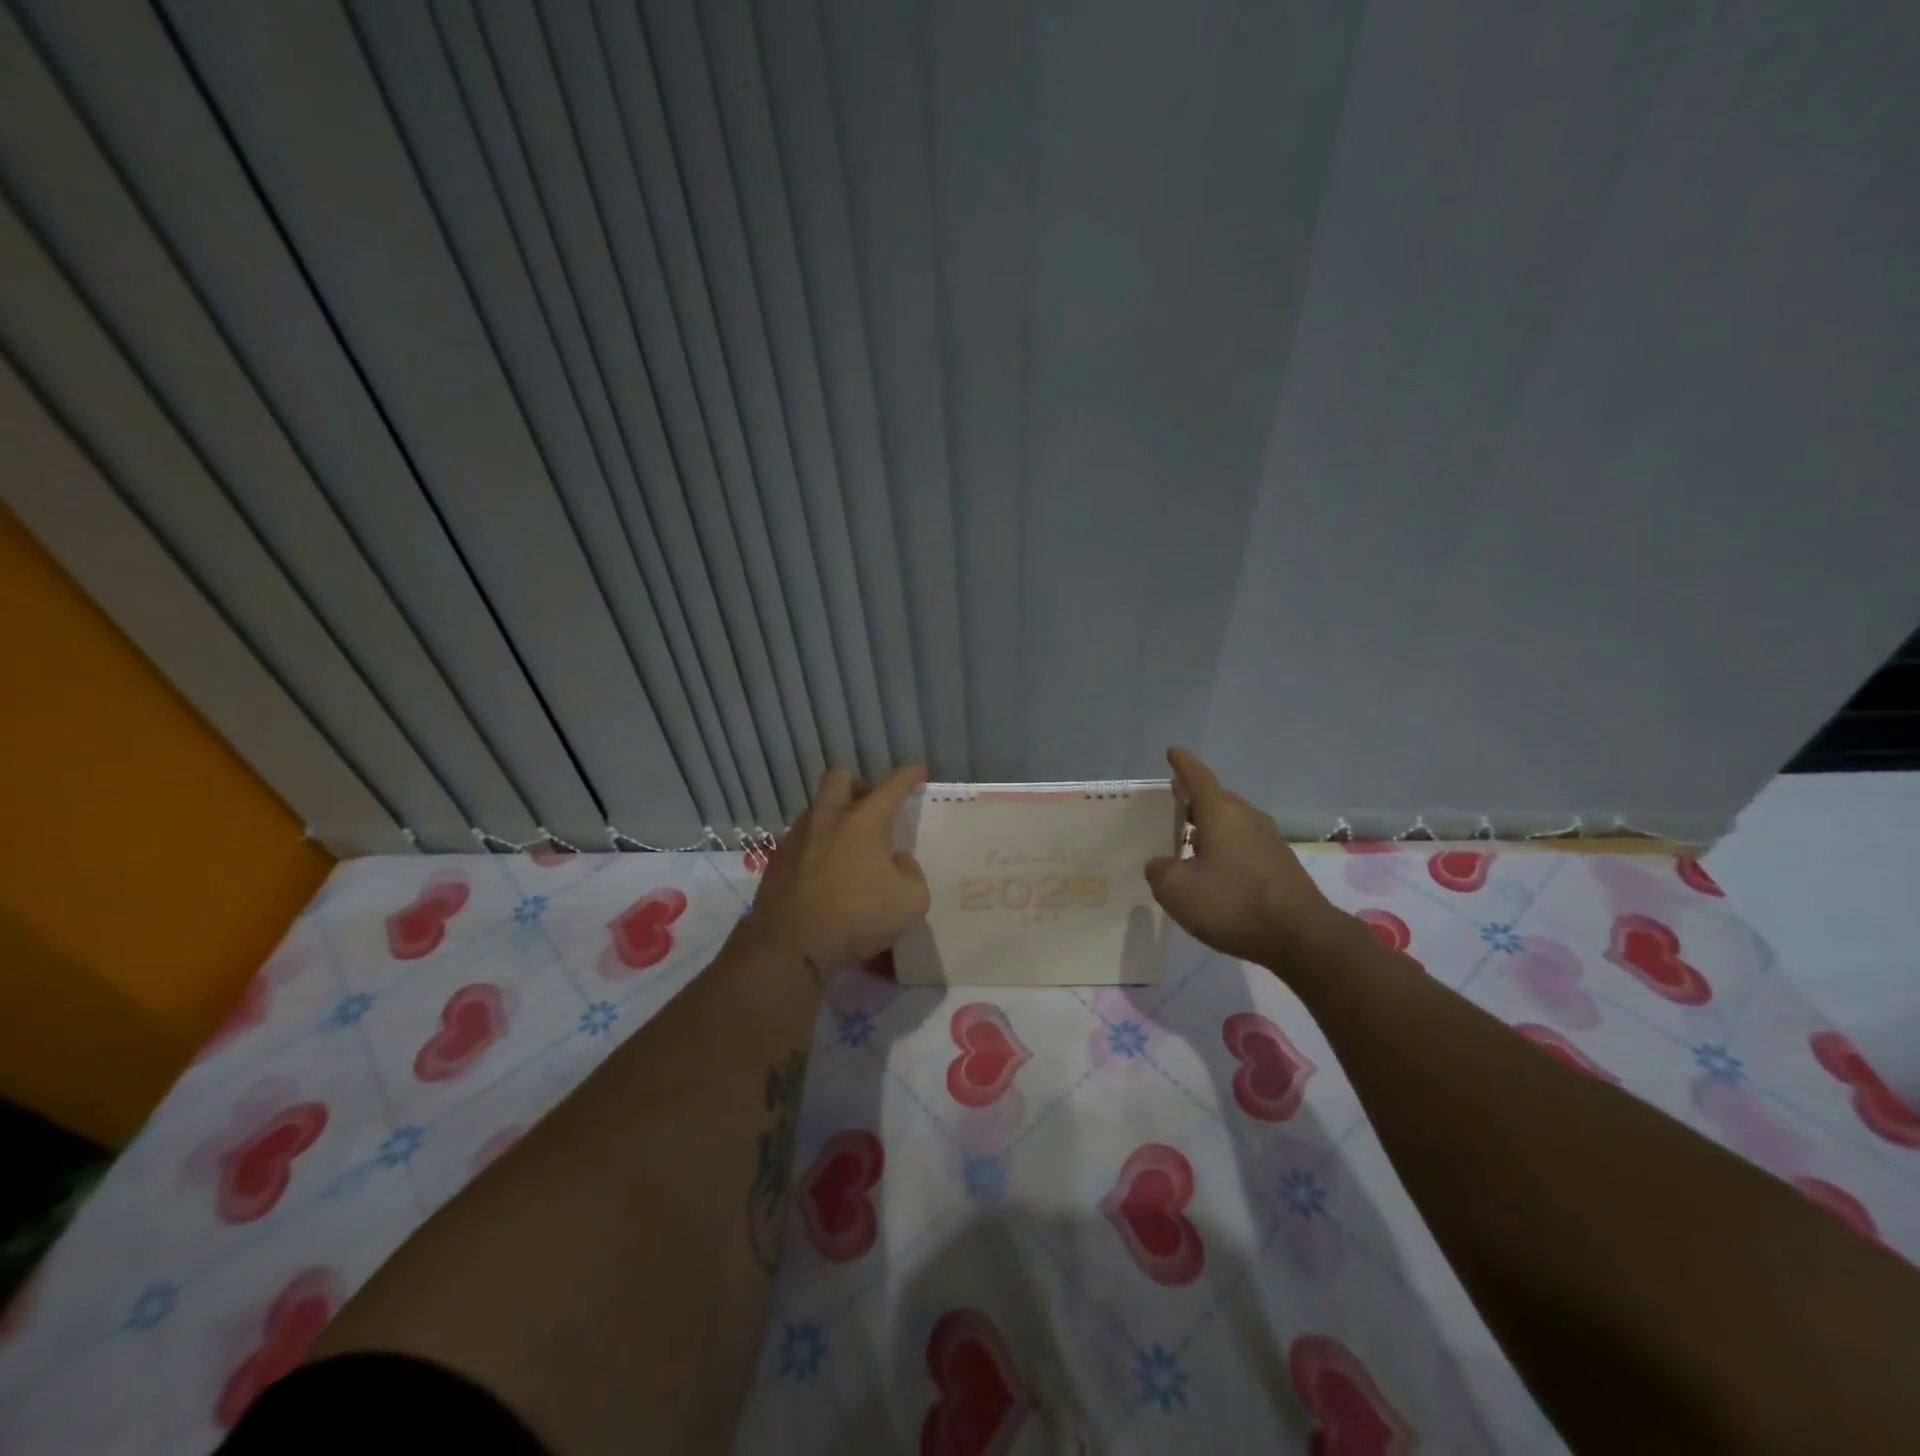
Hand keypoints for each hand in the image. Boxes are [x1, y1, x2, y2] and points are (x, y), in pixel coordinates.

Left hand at [749, 766, 930, 968]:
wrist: (790, 945)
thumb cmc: (857, 917)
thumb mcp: (910, 901)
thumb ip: (911, 874)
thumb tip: (897, 861)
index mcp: (864, 822)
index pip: (891, 787)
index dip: (908, 777)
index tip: (918, 772)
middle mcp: (828, 819)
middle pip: (839, 779)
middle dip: (859, 785)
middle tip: (872, 807)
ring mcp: (797, 838)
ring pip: (817, 810)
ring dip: (834, 817)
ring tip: (848, 845)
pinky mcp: (777, 861)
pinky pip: (801, 841)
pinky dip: (816, 847)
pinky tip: (824, 872)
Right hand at [1145, 747, 1349, 964]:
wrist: (1302, 937)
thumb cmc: (1233, 904)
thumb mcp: (1177, 891)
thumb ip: (1160, 871)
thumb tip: (1161, 863)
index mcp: (1221, 814)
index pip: (1198, 778)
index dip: (1183, 764)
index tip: (1173, 751)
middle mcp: (1247, 818)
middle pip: (1217, 798)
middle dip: (1195, 798)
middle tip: (1173, 805)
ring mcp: (1269, 840)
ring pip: (1233, 821)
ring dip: (1211, 826)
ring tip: (1190, 840)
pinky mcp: (1281, 864)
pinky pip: (1245, 843)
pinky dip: (1226, 846)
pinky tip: (1216, 870)